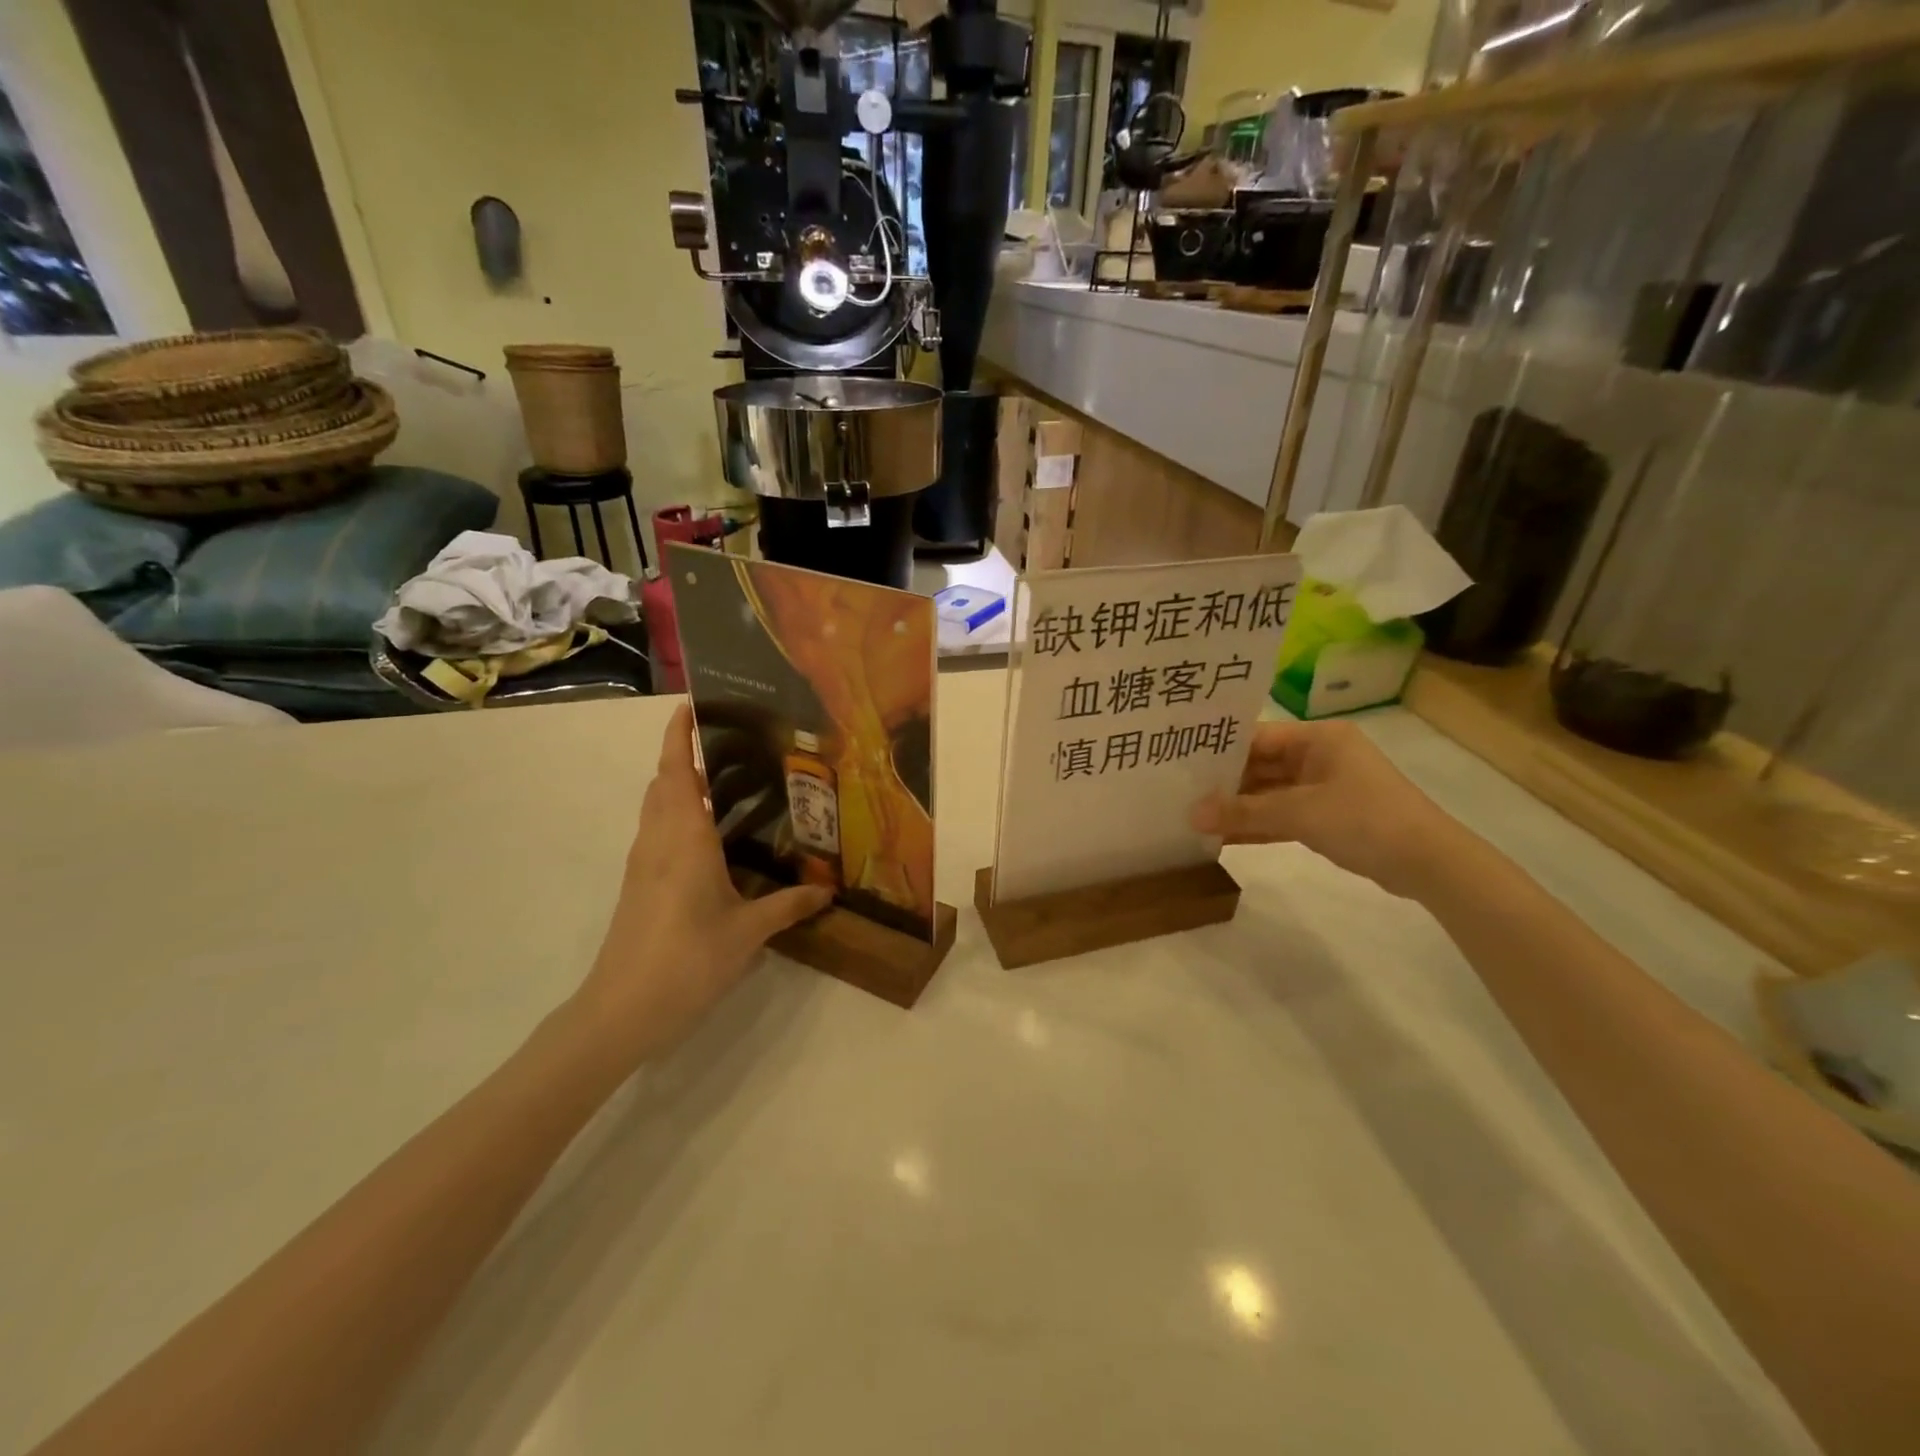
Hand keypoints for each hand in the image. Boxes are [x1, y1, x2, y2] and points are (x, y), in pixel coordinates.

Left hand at [574, 704, 829, 1060]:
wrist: (621, 1010)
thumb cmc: (687, 959)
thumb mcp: (748, 932)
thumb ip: (788, 906)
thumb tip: (828, 891)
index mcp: (685, 838)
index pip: (677, 771)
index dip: (680, 735)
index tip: (691, 704)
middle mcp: (659, 840)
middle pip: (664, 783)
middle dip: (686, 757)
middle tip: (730, 747)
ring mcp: (642, 864)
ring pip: (656, 808)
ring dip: (680, 787)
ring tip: (725, 786)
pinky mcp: (638, 886)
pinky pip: (656, 833)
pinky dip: (677, 817)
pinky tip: (709, 840)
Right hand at [1190, 719, 1467, 899]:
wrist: (1429, 863)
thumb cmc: (1365, 819)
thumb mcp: (1299, 813)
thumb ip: (1244, 812)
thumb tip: (1191, 815)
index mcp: (1318, 738)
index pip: (1257, 737)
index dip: (1219, 751)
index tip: (1179, 763)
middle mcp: (1319, 756)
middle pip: (1260, 765)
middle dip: (1223, 783)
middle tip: (1178, 793)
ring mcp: (1323, 787)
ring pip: (1268, 793)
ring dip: (1238, 808)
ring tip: (1192, 817)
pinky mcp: (1326, 817)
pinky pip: (1281, 816)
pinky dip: (1257, 826)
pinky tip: (1222, 838)